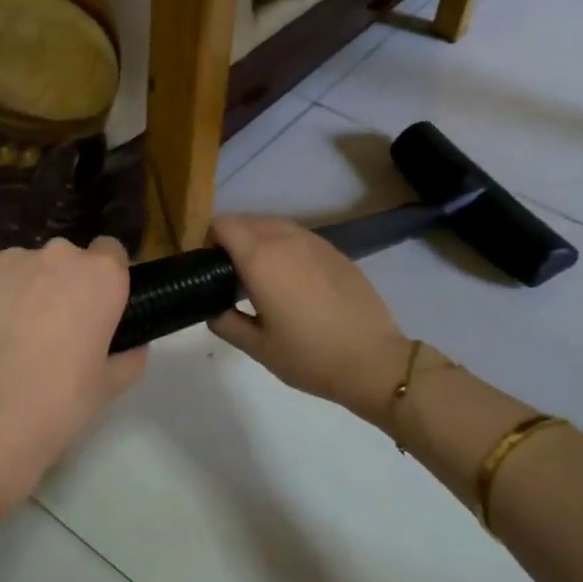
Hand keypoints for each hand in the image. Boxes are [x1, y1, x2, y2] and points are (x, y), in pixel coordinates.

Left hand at [0, 236, 145, 505]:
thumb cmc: (56, 403)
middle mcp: (59, 255)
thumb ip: (128, 357)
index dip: (103, 280)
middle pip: (66, 260)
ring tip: (7, 338)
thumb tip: (131, 346)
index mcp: (102, 276)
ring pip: (24, 268)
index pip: (111, 253)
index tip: (94, 309)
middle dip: (61, 286)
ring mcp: (10, 258)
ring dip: (24, 291)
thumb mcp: (109, 388)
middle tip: (51, 332)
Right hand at [207, 215, 409, 425]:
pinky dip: (286, 248)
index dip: (210, 240)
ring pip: (275, 226)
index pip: (223, 225)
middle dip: (234, 240)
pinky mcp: (336, 251)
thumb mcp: (257, 347)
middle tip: (232, 277)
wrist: (372, 360)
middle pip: (248, 221)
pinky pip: (299, 238)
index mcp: (260, 258)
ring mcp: (315, 242)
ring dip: (261, 242)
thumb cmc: (309, 356)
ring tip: (263, 278)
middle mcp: (286, 239)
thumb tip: (212, 308)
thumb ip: (225, 322)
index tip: (210, 268)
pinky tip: (294, 282)